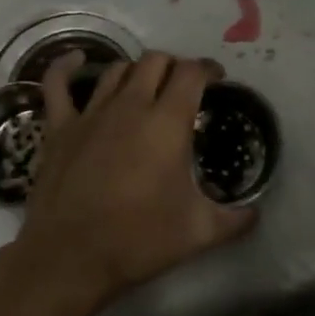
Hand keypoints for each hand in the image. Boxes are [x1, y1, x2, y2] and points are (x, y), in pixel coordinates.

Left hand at [9, 51, 257, 315]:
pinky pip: (57, 84)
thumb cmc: (139, 240)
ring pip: (117, 69)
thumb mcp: (200, 232)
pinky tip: (75, 59)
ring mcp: (90, 113)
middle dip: (174, 66)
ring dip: (136, 71)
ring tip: (146, 86)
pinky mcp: (59, 127)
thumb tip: (257, 213)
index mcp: (167, 122)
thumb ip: (236, 219)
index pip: (192, 73)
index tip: (217, 79)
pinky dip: (66, 66)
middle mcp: (130, 105)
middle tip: (183, 87)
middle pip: (155, 61)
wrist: (71, 256)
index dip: (208, 69)